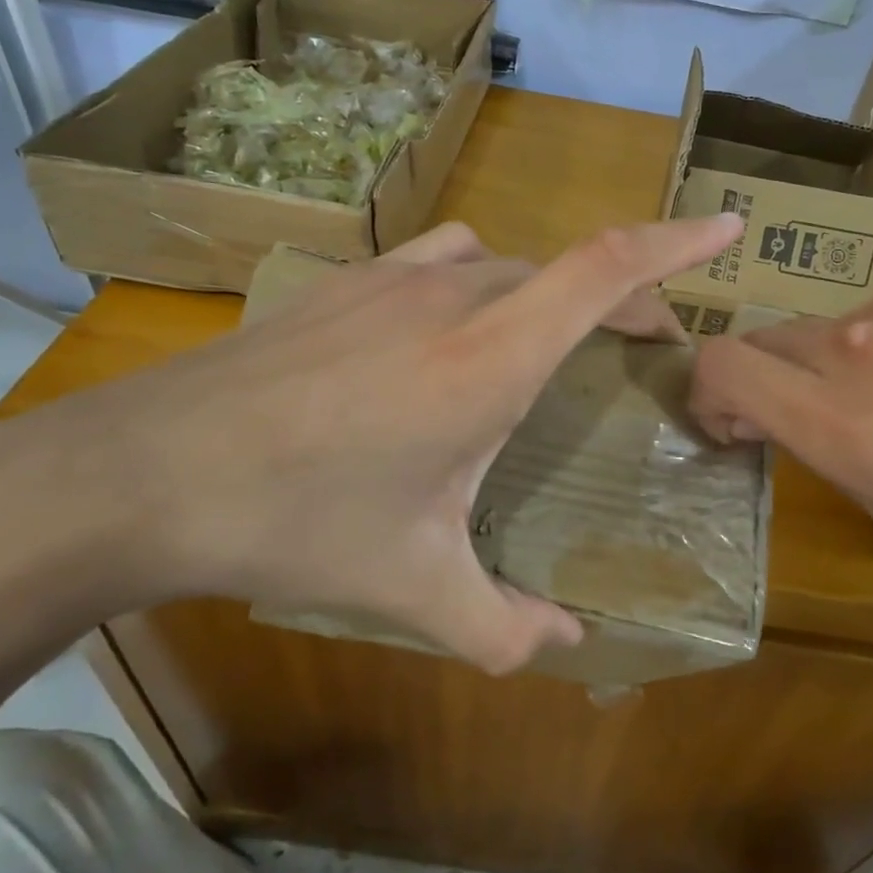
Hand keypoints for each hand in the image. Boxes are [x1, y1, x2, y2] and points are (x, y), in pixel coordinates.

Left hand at [0, 215, 741, 672]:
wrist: (145, 470)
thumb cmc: (295, 523)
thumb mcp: (413, 587)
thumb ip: (503, 625)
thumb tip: (566, 645)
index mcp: (490, 357)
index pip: (608, 270)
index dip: (677, 242)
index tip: (727, 227)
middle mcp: (455, 294)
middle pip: (568, 271)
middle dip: (623, 301)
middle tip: (644, 351)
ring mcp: (396, 276)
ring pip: (508, 263)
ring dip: (549, 293)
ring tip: (551, 344)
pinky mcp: (350, 279)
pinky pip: (448, 257)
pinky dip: (483, 280)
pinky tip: (453, 329)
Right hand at [688, 253, 872, 596]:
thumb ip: (829, 457)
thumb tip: (784, 417)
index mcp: (845, 424)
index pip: (721, 366)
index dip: (707, 390)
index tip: (735, 420)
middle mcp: (862, 343)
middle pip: (772, 339)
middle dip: (781, 381)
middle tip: (835, 417)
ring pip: (842, 321)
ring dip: (857, 356)